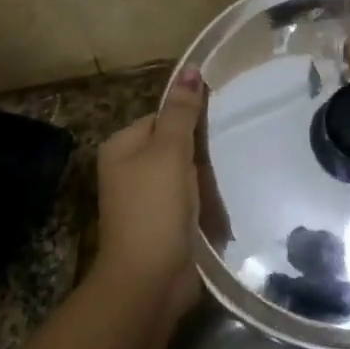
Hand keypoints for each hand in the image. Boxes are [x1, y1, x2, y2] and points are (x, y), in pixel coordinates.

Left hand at [93, 67, 206, 321]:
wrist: (149, 280)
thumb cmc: (154, 208)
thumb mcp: (170, 152)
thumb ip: (182, 112)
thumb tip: (191, 68)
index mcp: (120, 147)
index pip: (161, 117)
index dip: (189, 120)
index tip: (218, 125)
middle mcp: (127, 170)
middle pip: (172, 144)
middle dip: (199, 149)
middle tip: (228, 148)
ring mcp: (143, 200)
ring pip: (183, 173)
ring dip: (204, 176)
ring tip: (230, 173)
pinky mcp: (161, 223)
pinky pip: (187, 199)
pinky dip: (203, 199)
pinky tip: (222, 199)